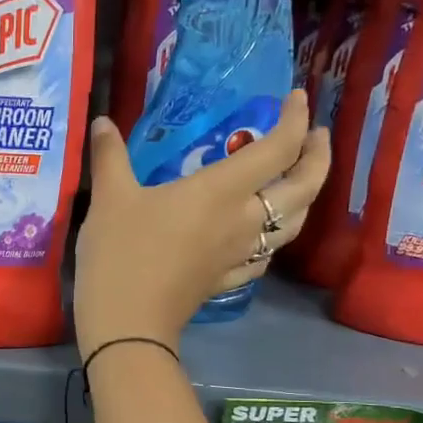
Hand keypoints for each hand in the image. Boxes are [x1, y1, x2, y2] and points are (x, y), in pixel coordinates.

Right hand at [73, 90, 330, 357]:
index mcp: (222, 191)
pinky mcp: (227, 280)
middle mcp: (244, 220)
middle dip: (319, 157)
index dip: (295, 119)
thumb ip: (109, 156)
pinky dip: (274, 236)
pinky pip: (267, 255)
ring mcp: (240, 255)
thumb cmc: (121, 254)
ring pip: (293, 224)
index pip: (278, 149)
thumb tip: (103, 122)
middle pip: (305, 187)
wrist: (127, 323)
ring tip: (297, 181)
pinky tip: (262, 235)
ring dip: (306, 198)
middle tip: (315, 136)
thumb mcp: (109, 198)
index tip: (297, 98)